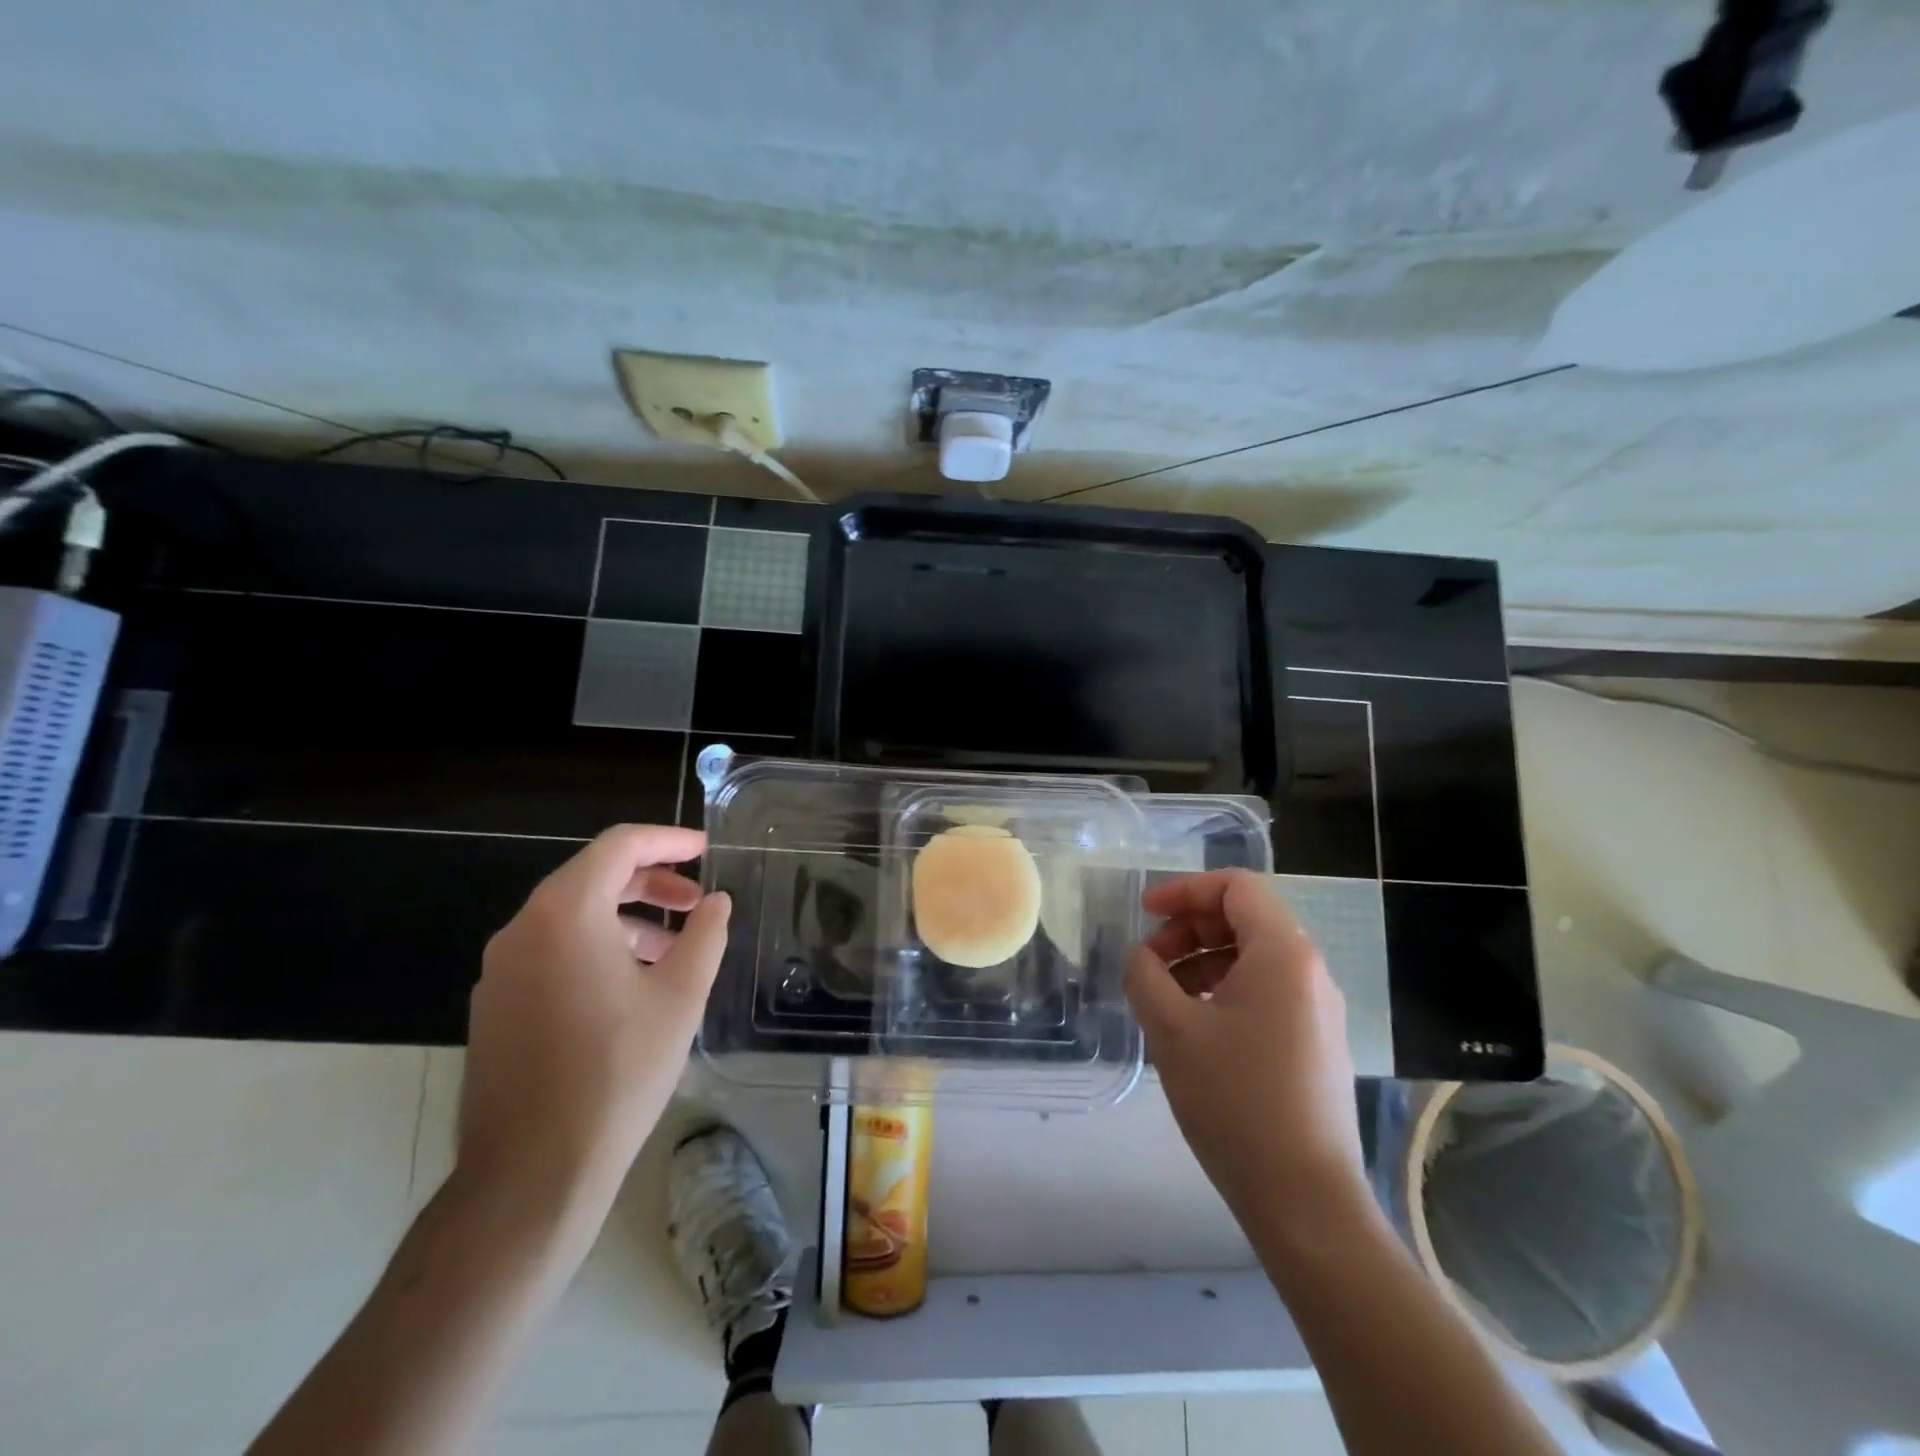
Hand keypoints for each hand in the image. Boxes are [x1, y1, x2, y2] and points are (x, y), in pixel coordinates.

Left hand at [457, 825, 730, 1228]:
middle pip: (592, 876)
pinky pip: (551, 951)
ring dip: (626, 917)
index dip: (668, 840)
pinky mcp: (495, 1005)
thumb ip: (705, 935)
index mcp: (565, 913)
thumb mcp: (680, 995)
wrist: (532, 1171)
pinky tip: (631, 984)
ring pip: (571, 916)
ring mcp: (501, 969)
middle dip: (650, 881)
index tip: (706, 849)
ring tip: (673, 948)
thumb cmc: (618, 1071)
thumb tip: (717, 902)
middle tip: (696, 900)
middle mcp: (522, 929)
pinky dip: (596, 946)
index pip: (619, 846)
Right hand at [1124, 870, 1368, 1241]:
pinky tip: (1194, 1027)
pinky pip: (1265, 992)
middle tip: (1148, 961)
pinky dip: (1223, 990)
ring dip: (1201, 961)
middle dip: (1188, 928)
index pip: (1236, 887)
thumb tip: (1142, 957)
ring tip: (1163, 997)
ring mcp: (1318, 1010)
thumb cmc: (1235, 1101)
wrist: (1305, 1201)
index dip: (1185, 890)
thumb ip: (1145, 975)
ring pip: (1252, 958)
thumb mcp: (1172, 1029)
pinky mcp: (1315, 1043)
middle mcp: (1310, 972)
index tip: (1145, 913)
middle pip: (1244, 919)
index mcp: (1284, 954)